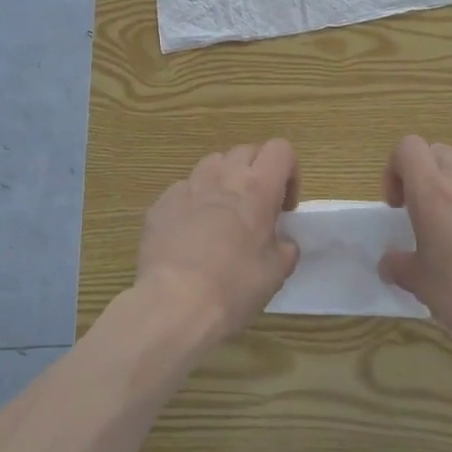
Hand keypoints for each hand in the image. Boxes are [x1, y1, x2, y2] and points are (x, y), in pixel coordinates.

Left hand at [134, 140, 301, 344]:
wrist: (174, 302)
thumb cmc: (234, 286)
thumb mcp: (275, 273)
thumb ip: (285, 249)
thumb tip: (282, 242)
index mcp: (257, 188)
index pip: (281, 149)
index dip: (289, 172)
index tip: (284, 206)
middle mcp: (223, 176)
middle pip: (246, 151)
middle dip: (256, 172)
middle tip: (256, 209)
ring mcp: (188, 186)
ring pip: (212, 163)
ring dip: (224, 180)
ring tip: (222, 215)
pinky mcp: (161, 202)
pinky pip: (183, 189)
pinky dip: (193, 202)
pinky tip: (190, 233)